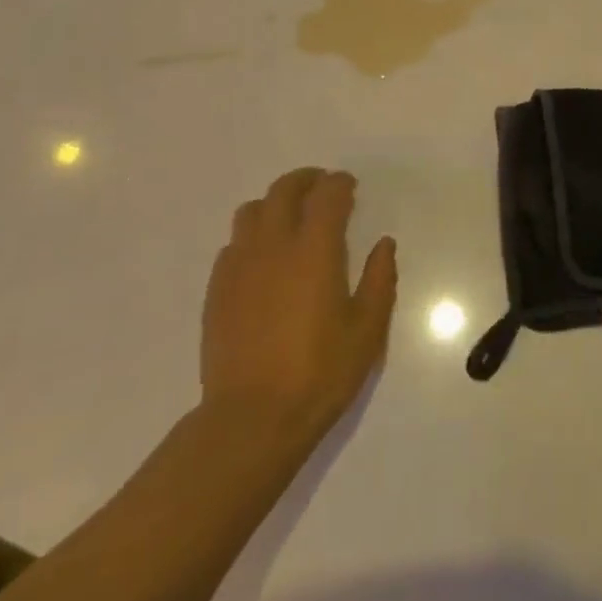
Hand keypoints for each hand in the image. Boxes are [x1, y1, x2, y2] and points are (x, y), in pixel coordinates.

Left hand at [202, 168, 396, 439]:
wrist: (251, 419)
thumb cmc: (319, 373)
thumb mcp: (367, 330)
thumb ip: (380, 280)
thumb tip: (384, 244)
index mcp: (315, 249)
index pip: (327, 194)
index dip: (340, 183)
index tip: (350, 187)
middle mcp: (274, 245)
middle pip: (284, 190)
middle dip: (306, 180)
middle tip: (322, 189)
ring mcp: (240, 265)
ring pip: (252, 210)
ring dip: (274, 204)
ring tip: (290, 219)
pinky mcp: (217, 289)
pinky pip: (233, 244)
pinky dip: (252, 236)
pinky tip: (263, 259)